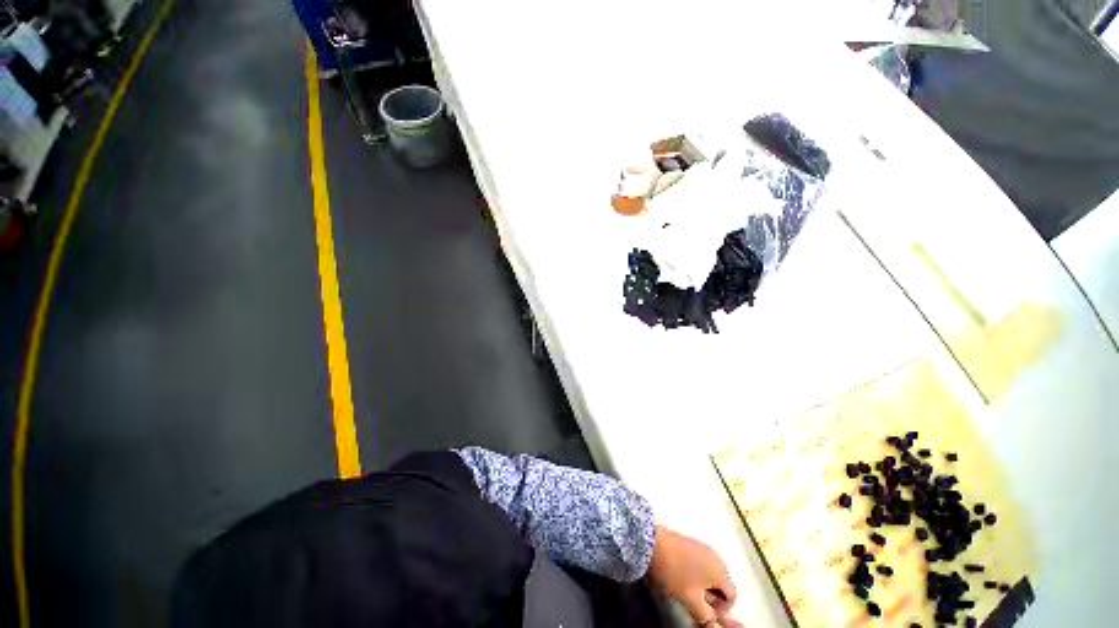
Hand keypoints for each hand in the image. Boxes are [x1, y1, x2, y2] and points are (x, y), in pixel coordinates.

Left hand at [647, 525, 740, 627]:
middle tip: (695, 601)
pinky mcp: (690, 543)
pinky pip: (700, 563)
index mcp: (721, 570)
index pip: (732, 596)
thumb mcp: (691, 600)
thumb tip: (713, 624)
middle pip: (722, 584)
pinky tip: (680, 574)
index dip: (721, 609)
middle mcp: (716, 557)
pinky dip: (695, 573)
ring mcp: (702, 547)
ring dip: (703, 585)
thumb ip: (706, 616)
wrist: (653, 543)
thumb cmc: (674, 572)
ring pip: (710, 574)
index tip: (705, 611)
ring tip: (686, 589)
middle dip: (711, 597)